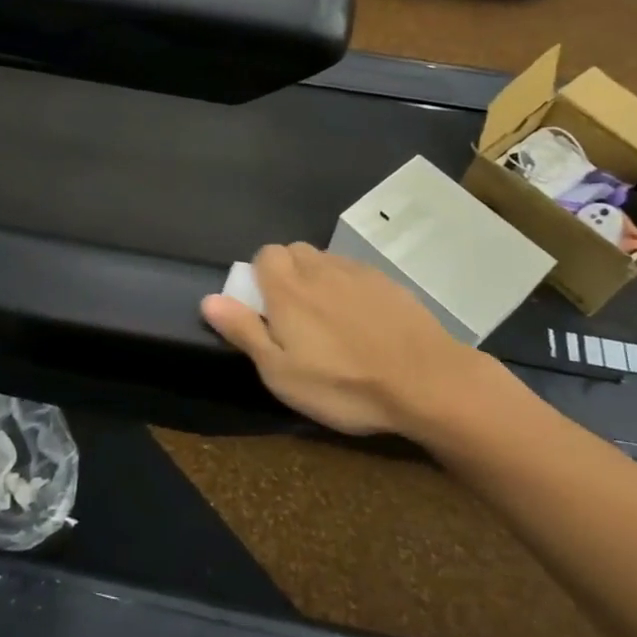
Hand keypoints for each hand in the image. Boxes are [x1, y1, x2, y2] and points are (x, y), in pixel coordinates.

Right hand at [200, 243, 506, 439]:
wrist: (427, 381)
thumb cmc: (344, 383)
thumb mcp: (281, 372)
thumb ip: (244, 331)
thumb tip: (209, 299)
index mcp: (287, 287)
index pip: (264, 254)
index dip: (260, 277)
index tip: (267, 312)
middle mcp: (319, 269)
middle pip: (295, 253)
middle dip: (288, 275)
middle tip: (295, 319)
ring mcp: (358, 273)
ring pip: (326, 262)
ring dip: (319, 281)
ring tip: (330, 322)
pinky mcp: (389, 283)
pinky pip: (356, 275)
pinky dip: (350, 290)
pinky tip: (363, 324)